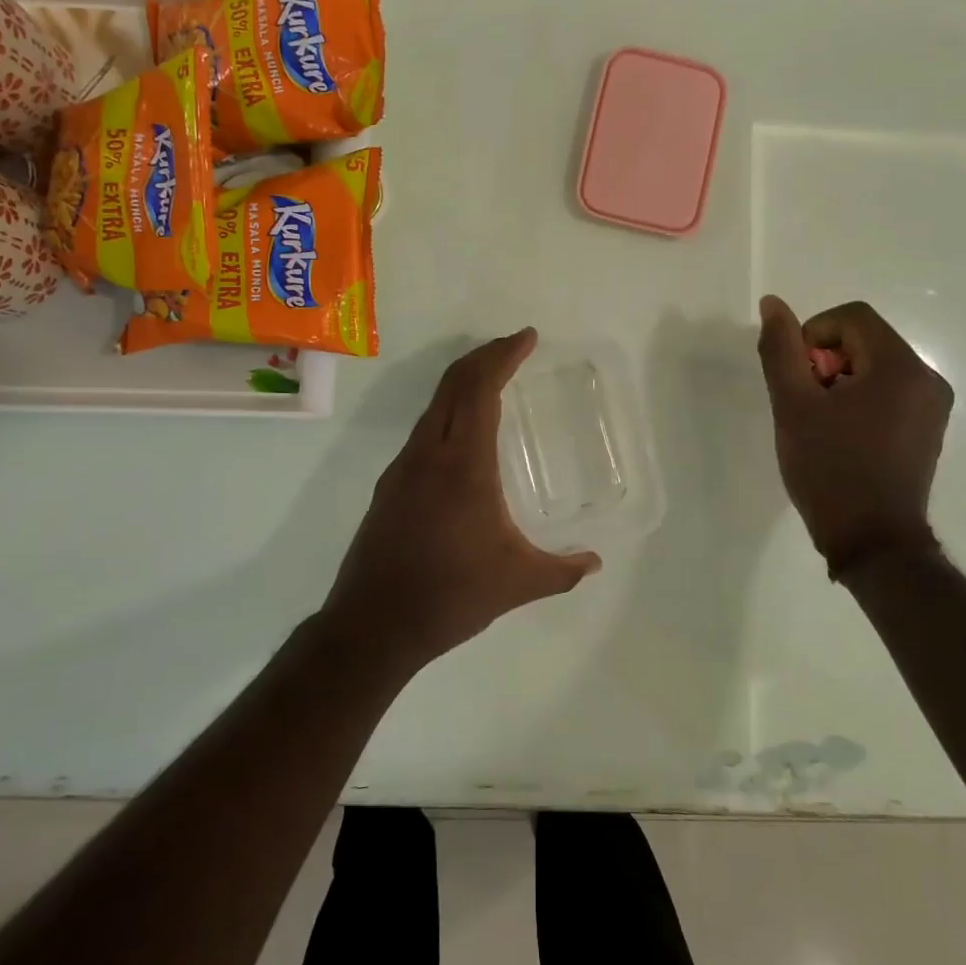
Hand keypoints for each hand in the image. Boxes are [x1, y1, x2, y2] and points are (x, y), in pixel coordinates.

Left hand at [321, 329, 602, 674]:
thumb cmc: (449, 597)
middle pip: (453, 384)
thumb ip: (561, 570)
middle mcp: (429, 454)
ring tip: (492, 381)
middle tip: (513, 348)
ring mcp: (403, 467)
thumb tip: (594, 561)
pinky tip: (463, 435)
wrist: (371, 626)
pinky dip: (448, 411)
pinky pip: (424, 429)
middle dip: (484, 357)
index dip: (503, 356)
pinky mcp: (390, 485)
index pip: (481, 389)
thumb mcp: (516, 582)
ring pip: (434, 405)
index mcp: (464, 465)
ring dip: (463, 382)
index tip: (527, 337)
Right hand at [755, 295, 952, 579]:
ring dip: (840, 382)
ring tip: (821, 424)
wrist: (873, 542)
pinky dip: (859, 400)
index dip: (812, 336)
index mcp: (900, 366)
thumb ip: (781, 349)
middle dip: (826, 362)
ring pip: (874, 366)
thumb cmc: (830, 469)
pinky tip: (842, 436)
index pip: (851, 317)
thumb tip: (773, 304)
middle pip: (864, 339)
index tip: (797, 377)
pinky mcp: (928, 429)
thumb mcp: (793, 405)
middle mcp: (927, 378)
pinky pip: (889, 392)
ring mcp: (932, 406)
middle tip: (805, 404)